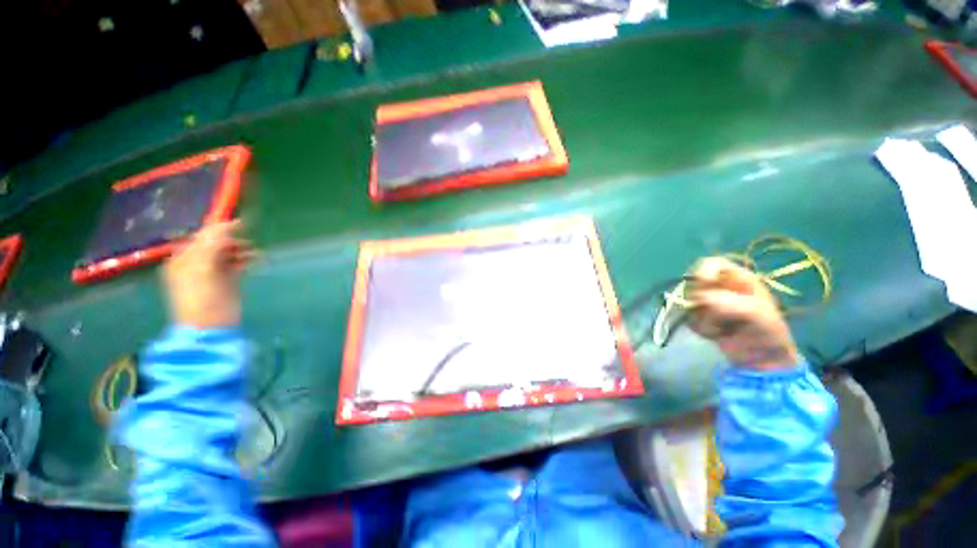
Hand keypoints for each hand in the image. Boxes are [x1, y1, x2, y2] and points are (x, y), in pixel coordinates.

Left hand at [162, 220, 255, 328]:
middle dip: (232, 240)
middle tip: (246, 244)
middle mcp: (197, 263)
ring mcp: (213, 272)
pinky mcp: (229, 280)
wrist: (211, 327)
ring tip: (254, 253)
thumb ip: (212, 247)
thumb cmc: (201, 299)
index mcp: (184, 259)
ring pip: (229, 252)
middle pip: (217, 243)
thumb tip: (226, 226)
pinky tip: (256, 259)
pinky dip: (247, 259)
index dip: (220, 229)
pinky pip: (238, 263)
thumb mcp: (202, 270)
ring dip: (241, 249)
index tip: (241, 224)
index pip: (203, 237)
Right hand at [687, 257, 798, 370]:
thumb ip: (732, 303)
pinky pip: (686, 317)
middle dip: (702, 300)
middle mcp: (718, 287)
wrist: (762, 358)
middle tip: (717, 316)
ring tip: (721, 329)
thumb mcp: (758, 315)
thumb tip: (701, 297)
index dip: (704, 270)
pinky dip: (697, 327)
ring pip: (687, 302)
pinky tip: (714, 334)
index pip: (712, 263)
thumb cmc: (767, 332)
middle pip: (694, 283)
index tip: (703, 283)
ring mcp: (706, 302)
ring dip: (701, 317)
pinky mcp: (697, 317)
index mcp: (737, 278)